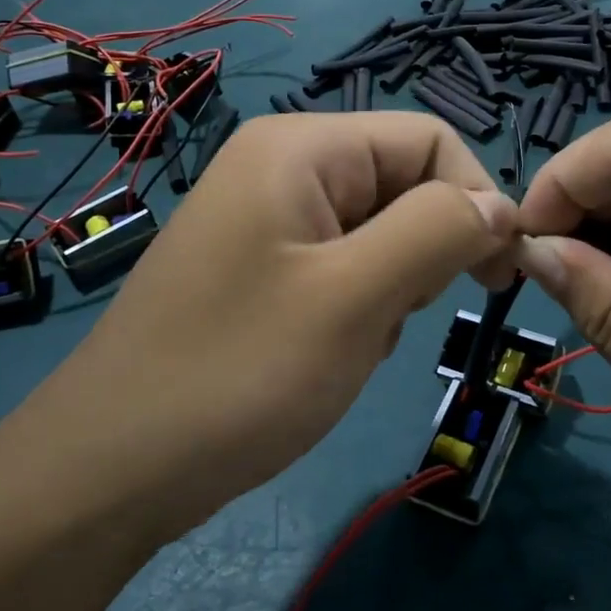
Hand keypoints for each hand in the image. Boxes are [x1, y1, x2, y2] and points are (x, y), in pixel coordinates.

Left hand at [35, 113, 518, 542]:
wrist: (110, 471)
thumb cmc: (239, 373)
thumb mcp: (356, 298)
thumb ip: (438, 232)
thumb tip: (500, 206)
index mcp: (302, 147)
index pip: (429, 140)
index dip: (475, 198)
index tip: (497, 277)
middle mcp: (283, 165)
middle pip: (402, 182)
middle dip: (422, 251)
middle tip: (392, 317)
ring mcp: (267, 216)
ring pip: (379, 230)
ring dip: (391, 286)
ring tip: (351, 340)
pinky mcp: (260, 264)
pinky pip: (342, 264)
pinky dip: (358, 305)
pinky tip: (325, 351)